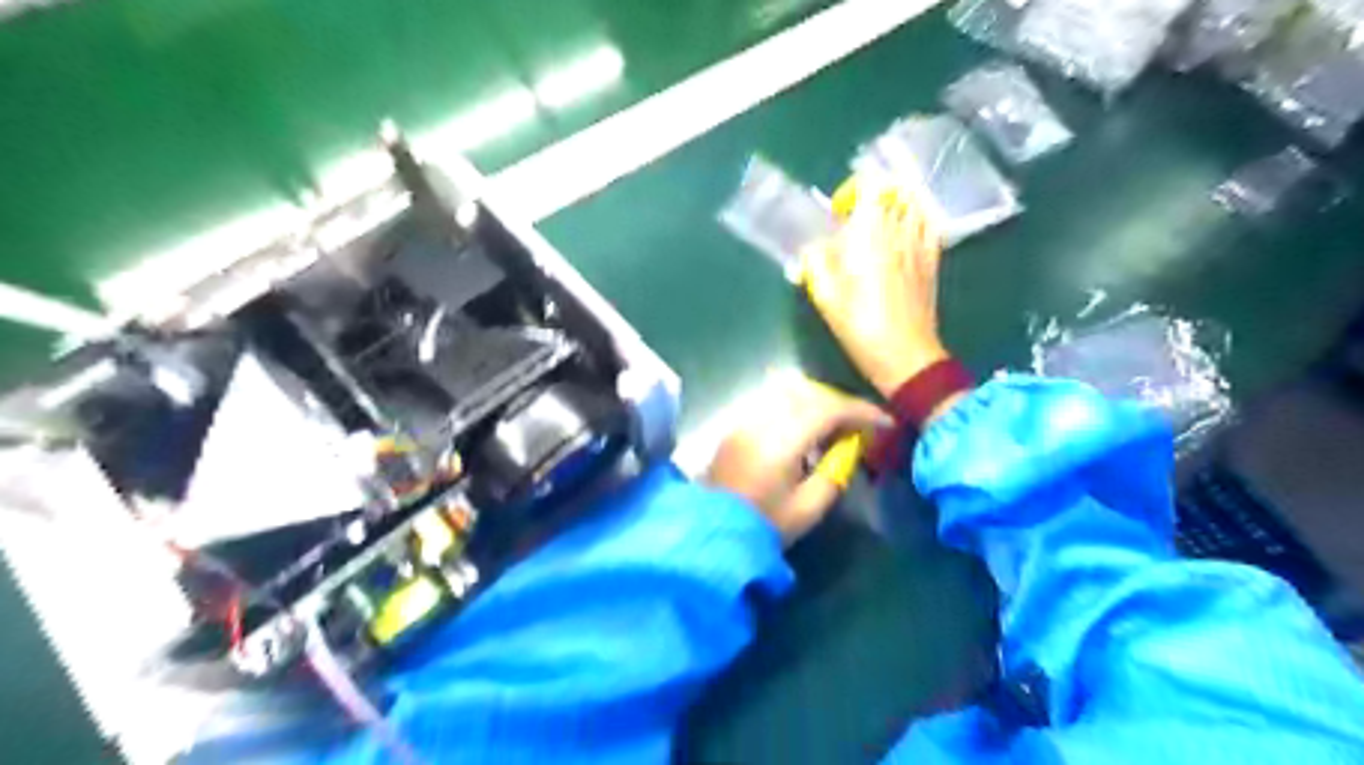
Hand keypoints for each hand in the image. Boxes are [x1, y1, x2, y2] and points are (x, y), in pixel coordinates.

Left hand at [708, 373, 890, 543]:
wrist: (711, 531)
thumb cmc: (764, 525)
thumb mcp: (808, 509)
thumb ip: (834, 474)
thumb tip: (849, 450)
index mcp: (782, 440)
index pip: (828, 409)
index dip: (860, 411)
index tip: (884, 423)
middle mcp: (762, 420)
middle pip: (808, 392)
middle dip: (840, 403)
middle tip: (861, 425)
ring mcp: (744, 420)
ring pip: (787, 392)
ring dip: (817, 402)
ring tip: (835, 427)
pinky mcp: (735, 427)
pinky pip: (772, 402)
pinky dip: (796, 407)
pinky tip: (805, 431)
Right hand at [801, 181, 943, 397]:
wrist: (906, 356)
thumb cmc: (862, 328)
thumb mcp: (827, 299)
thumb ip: (816, 263)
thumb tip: (813, 246)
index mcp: (870, 235)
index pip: (871, 185)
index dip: (854, 188)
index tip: (839, 211)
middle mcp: (900, 231)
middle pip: (895, 190)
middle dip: (872, 197)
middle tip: (855, 220)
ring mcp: (921, 244)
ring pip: (916, 203)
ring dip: (897, 203)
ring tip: (880, 223)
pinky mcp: (934, 260)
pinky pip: (931, 224)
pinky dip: (918, 218)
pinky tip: (905, 233)